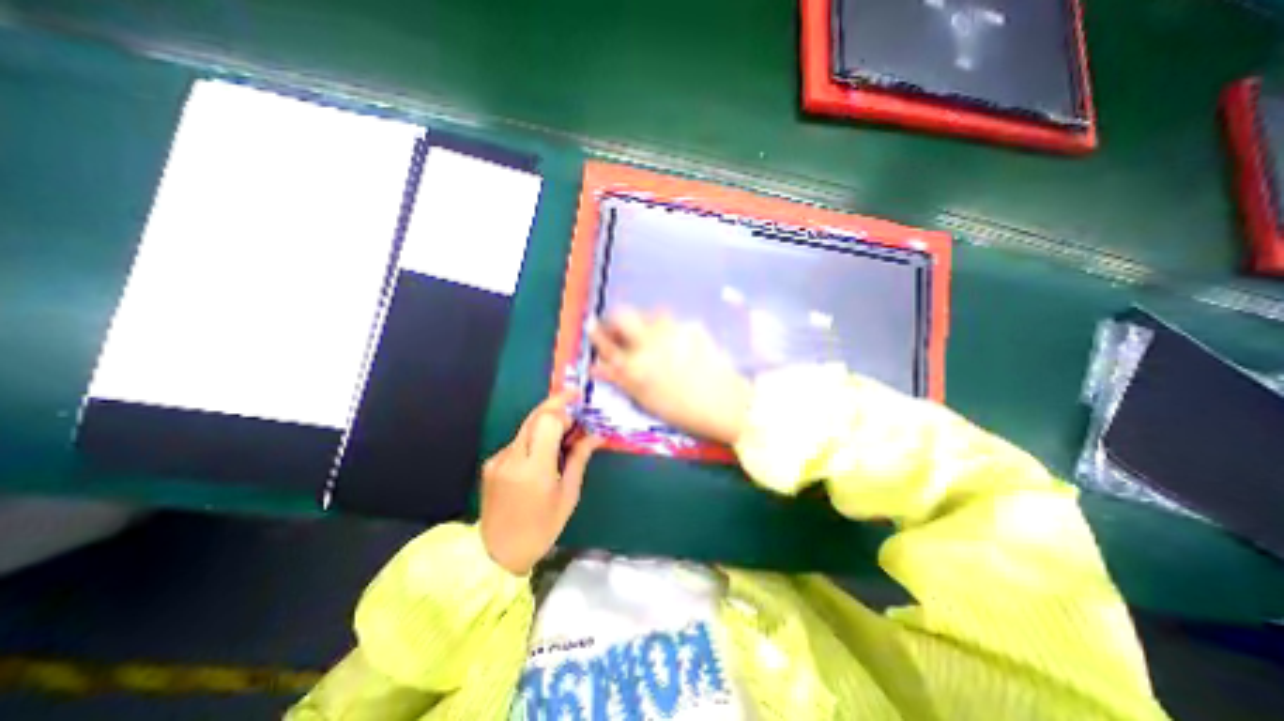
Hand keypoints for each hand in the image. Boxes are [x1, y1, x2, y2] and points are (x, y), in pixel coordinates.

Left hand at [482, 392, 601, 577]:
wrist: (497, 554)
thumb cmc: (541, 528)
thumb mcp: (568, 495)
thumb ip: (579, 459)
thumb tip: (595, 435)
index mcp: (534, 468)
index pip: (547, 421)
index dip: (564, 407)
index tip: (579, 404)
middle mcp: (512, 458)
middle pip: (535, 416)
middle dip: (556, 404)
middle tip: (575, 403)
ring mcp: (498, 459)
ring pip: (526, 426)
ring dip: (546, 422)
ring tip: (565, 433)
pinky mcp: (491, 463)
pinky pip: (518, 441)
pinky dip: (534, 438)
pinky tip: (544, 453)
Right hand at [592, 306, 754, 445]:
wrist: (727, 403)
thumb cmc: (683, 410)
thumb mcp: (645, 399)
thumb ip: (619, 379)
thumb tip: (597, 367)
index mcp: (634, 365)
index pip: (605, 342)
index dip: (596, 333)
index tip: (592, 327)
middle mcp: (649, 341)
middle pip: (623, 315)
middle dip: (615, 319)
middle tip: (617, 328)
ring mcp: (673, 330)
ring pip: (649, 315)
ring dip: (643, 323)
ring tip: (650, 337)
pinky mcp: (692, 326)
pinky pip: (672, 322)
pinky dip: (667, 330)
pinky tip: (676, 343)